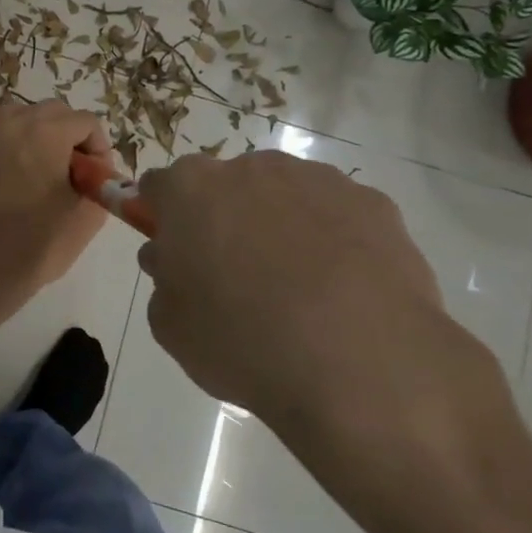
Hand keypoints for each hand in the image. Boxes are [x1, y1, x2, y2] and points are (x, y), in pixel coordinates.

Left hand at [0, 100, 109, 296]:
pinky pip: (0, 133)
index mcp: (45, 132)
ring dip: (41, 135)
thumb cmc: (39, 243)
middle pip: (54, 112)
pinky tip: (16, 177)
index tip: (95, 177)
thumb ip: (100, 179)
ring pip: (24, 116)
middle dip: (70, 136)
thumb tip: (94, 169)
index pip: (86, 121)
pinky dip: (14, 144)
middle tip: (73, 173)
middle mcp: (12, 121)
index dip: (98, 148)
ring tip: (43, 172)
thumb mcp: (88, 214)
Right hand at [136, 151, 519, 532]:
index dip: (161, 216)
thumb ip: (164, 280)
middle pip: (226, 187)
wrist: (360, 364)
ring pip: (284, 196)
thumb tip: (171, 259)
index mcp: (191, 190)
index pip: (158, 187)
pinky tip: (344, 292)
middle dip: (224, 219)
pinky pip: (338, 216)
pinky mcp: (372, 203)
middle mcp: (251, 168)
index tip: (171, 250)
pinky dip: (334, 242)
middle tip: (234, 276)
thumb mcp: (171, 326)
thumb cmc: (242, 341)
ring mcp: (317, 180)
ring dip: (279, 226)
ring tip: (299, 291)